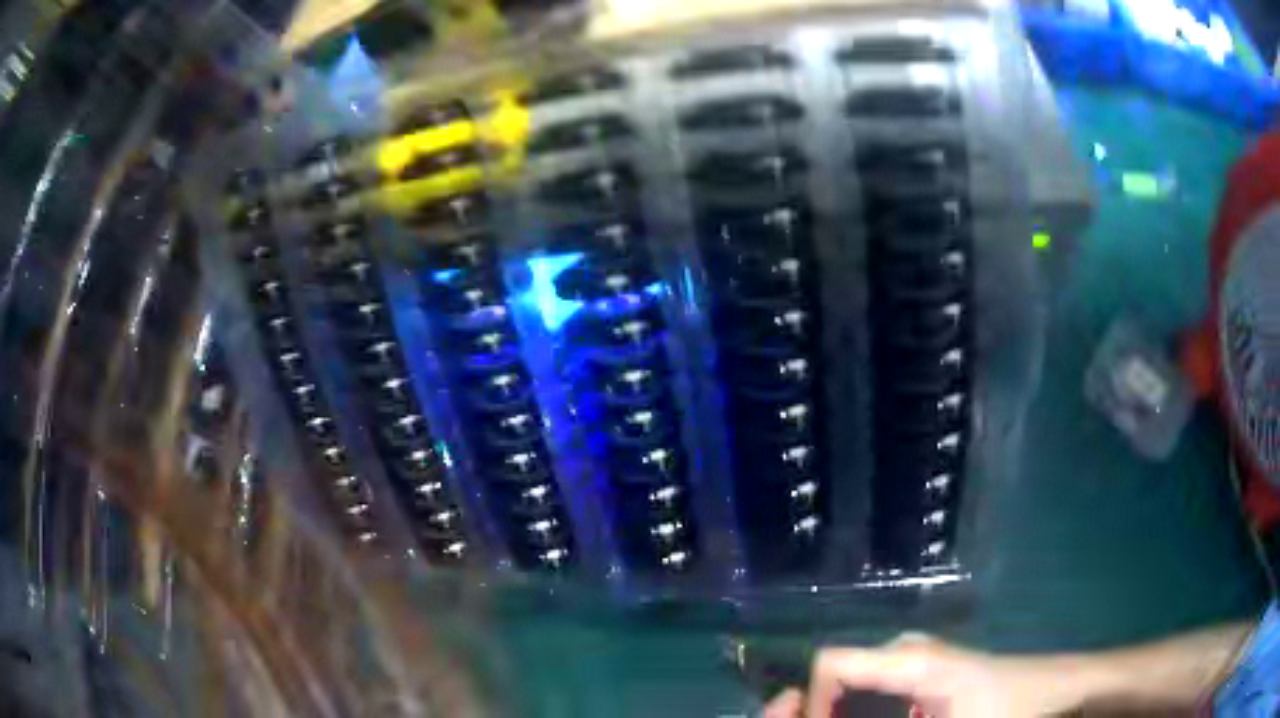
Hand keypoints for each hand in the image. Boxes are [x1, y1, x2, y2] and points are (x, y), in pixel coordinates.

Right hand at [762, 634, 1085, 717]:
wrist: (1057, 690)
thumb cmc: (1008, 711)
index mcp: (909, 661)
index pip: (831, 664)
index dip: (810, 703)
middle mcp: (906, 652)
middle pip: (838, 676)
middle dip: (823, 711)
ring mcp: (918, 660)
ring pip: (856, 685)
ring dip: (843, 713)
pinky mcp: (928, 672)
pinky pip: (877, 690)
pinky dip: (864, 713)